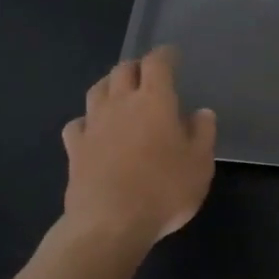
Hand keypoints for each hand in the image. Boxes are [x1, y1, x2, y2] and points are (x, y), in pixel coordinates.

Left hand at [63, 47, 215, 249]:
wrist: (109, 223)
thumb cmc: (163, 190)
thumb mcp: (200, 164)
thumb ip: (203, 133)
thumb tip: (201, 113)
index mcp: (155, 100)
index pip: (157, 63)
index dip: (165, 55)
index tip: (172, 55)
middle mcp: (121, 103)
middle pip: (123, 70)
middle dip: (136, 67)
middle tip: (147, 75)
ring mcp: (94, 125)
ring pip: (97, 90)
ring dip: (110, 85)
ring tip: (119, 93)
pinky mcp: (75, 149)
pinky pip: (78, 123)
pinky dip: (87, 121)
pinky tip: (93, 130)